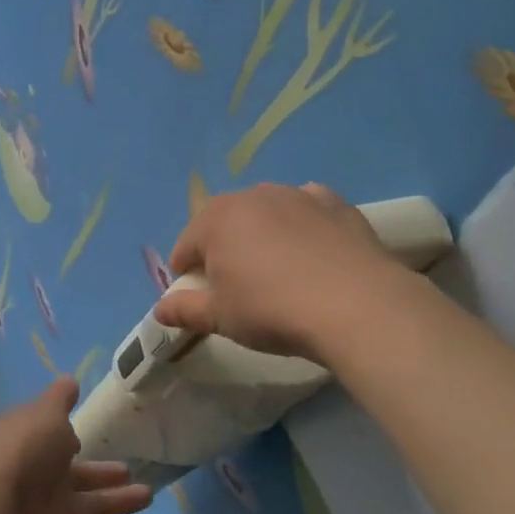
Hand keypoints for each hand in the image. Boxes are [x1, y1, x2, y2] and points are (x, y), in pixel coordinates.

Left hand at [0, 378, 163, 513]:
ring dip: (123, 502)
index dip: (65, 436)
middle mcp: (43, 478)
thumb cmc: (25, 452)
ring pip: (97, 506)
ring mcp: (56, 511)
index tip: (83, 432)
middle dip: (103, 473)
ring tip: (150, 494)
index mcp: (32, 445)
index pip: (51, 439)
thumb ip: (60, 399)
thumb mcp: (45, 413)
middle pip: (80, 476)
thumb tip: (70, 381)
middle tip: (129, 469)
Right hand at [152, 183, 406, 363]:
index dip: (185, 269)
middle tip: (233, 282)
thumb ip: (185, 310)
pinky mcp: (335, 204)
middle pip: (225, 221)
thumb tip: (159, 310)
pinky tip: (311, 248)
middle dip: (222, 246)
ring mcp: (297, 195)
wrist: (355, 305)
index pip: (186, 243)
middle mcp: (253, 197)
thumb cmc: (272, 310)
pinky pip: (306, 209)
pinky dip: (301, 224)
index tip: (193, 292)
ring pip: (266, 211)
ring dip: (261, 233)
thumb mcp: (221, 317)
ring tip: (275, 267)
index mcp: (217, 220)